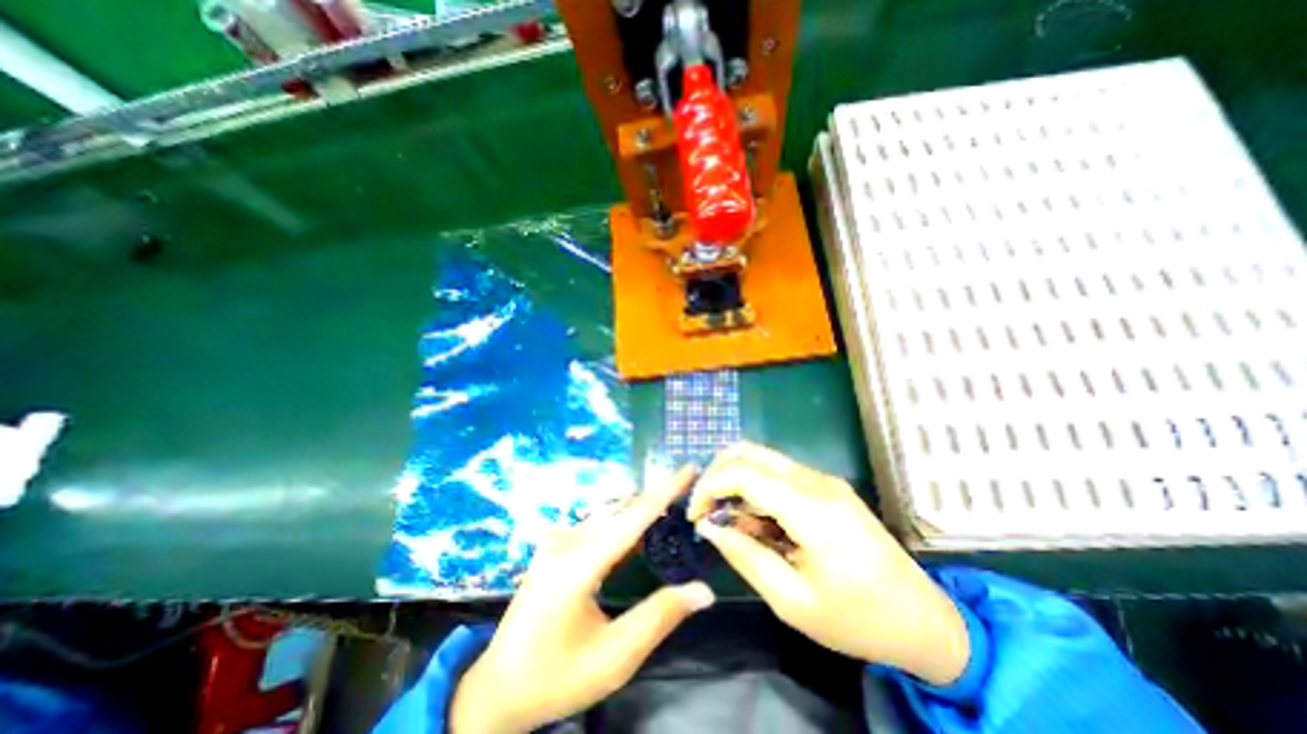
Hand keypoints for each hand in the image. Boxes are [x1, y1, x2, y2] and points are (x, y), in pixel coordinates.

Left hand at [451, 468, 713, 731]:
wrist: (498, 688)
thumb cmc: (556, 677)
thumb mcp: (613, 658)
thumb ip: (659, 617)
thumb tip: (703, 590)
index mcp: (579, 563)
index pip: (633, 516)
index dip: (664, 490)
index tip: (689, 468)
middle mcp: (567, 540)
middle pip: (623, 509)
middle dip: (657, 496)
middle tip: (690, 488)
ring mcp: (558, 540)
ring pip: (610, 514)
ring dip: (641, 508)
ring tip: (672, 502)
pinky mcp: (556, 545)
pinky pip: (598, 524)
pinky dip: (624, 521)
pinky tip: (640, 528)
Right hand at [686, 442, 969, 686]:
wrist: (925, 621)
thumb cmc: (857, 620)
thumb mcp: (791, 601)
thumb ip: (745, 557)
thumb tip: (711, 527)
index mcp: (811, 509)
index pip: (743, 474)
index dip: (709, 487)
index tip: (694, 516)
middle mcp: (816, 482)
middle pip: (749, 453)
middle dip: (718, 475)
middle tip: (707, 511)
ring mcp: (824, 480)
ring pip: (762, 460)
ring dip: (737, 482)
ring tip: (734, 524)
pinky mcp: (827, 487)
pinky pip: (779, 474)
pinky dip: (756, 490)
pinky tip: (759, 523)